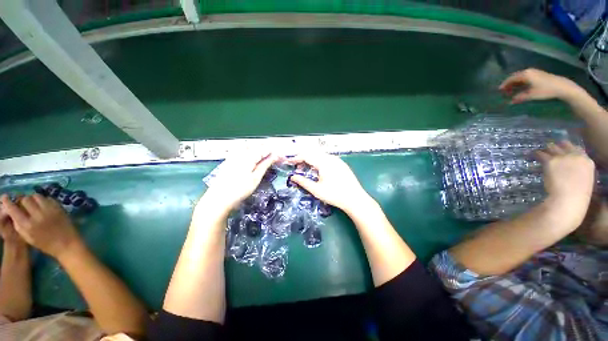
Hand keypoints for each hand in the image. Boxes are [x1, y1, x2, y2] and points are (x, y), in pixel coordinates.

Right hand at [1, 194, 81, 259]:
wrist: (67, 244)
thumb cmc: (45, 244)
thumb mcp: (28, 238)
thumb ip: (19, 225)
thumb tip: (11, 212)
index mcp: (28, 225)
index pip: (13, 209)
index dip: (8, 202)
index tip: (5, 197)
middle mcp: (37, 215)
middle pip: (25, 199)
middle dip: (23, 201)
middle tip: (23, 204)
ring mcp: (49, 210)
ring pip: (37, 196)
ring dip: (33, 199)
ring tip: (34, 205)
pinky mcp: (59, 207)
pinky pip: (48, 198)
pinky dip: (44, 200)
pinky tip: (44, 206)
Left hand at [195, 151, 277, 221]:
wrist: (219, 198)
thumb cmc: (239, 190)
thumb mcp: (255, 178)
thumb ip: (265, 165)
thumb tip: (275, 156)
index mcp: (248, 157)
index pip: (264, 149)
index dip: (274, 152)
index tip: (281, 156)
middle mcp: (240, 153)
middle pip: (257, 146)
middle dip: (267, 150)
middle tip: (275, 156)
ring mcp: (233, 156)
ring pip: (249, 147)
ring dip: (259, 149)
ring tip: (266, 155)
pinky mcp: (229, 160)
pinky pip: (242, 150)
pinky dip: (250, 151)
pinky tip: (252, 156)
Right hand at [288, 152, 371, 212]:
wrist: (355, 199)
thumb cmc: (334, 195)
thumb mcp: (316, 190)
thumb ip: (303, 182)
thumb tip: (292, 177)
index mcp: (324, 162)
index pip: (306, 155)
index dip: (296, 158)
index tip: (290, 162)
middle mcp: (331, 158)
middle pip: (313, 153)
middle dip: (304, 158)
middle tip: (298, 167)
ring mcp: (338, 160)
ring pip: (321, 155)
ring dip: (312, 159)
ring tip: (307, 169)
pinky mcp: (342, 164)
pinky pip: (327, 158)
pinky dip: (319, 161)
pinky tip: (319, 170)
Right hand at [499, 69, 582, 103]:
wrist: (562, 87)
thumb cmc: (545, 90)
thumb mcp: (531, 95)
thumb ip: (519, 98)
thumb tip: (510, 102)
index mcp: (524, 74)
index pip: (510, 79)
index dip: (504, 85)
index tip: (499, 91)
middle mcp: (528, 71)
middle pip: (515, 77)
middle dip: (509, 84)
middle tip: (504, 91)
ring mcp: (534, 72)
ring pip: (520, 77)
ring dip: (515, 84)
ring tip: (512, 91)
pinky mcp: (538, 75)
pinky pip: (526, 78)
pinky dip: (521, 83)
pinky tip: (521, 88)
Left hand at [536, 141, 594, 225]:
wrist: (569, 199)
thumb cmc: (577, 195)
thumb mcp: (584, 179)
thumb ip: (578, 170)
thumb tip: (570, 168)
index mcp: (587, 161)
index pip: (578, 148)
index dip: (568, 147)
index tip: (562, 149)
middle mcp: (576, 156)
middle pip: (564, 145)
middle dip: (556, 147)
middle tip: (549, 149)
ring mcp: (563, 157)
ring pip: (552, 147)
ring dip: (546, 150)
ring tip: (539, 152)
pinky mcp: (551, 161)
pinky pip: (541, 154)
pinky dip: (536, 154)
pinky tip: (532, 155)